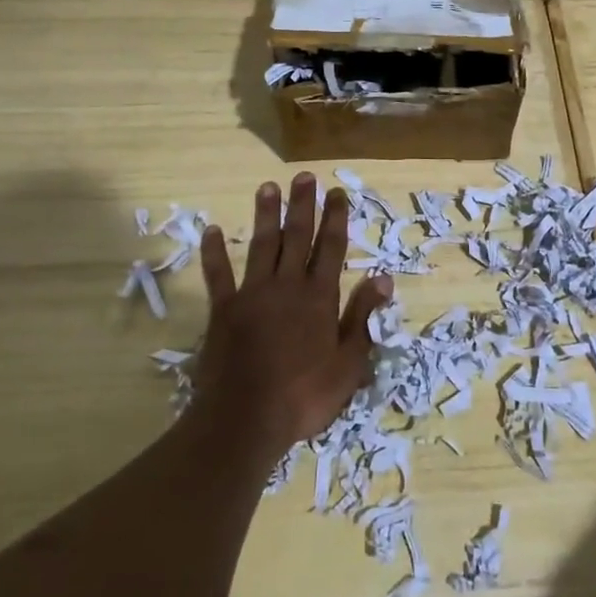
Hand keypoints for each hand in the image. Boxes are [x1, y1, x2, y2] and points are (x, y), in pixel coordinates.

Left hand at [190, 173, 391, 455]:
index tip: (337, 192)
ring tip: (268, 186)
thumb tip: (384, 279)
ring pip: (262, 245)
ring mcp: (252, 295)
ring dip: (266, 215)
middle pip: (297, 237)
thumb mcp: (348, 364)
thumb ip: (362, 317)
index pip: (331, 248)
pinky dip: (214, 253)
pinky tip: (211, 230)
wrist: (245, 420)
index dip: (336, 218)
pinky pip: (218, 275)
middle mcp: (287, 286)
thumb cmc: (304, 396)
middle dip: (303, 205)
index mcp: (319, 297)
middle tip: (304, 176)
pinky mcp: (223, 310)